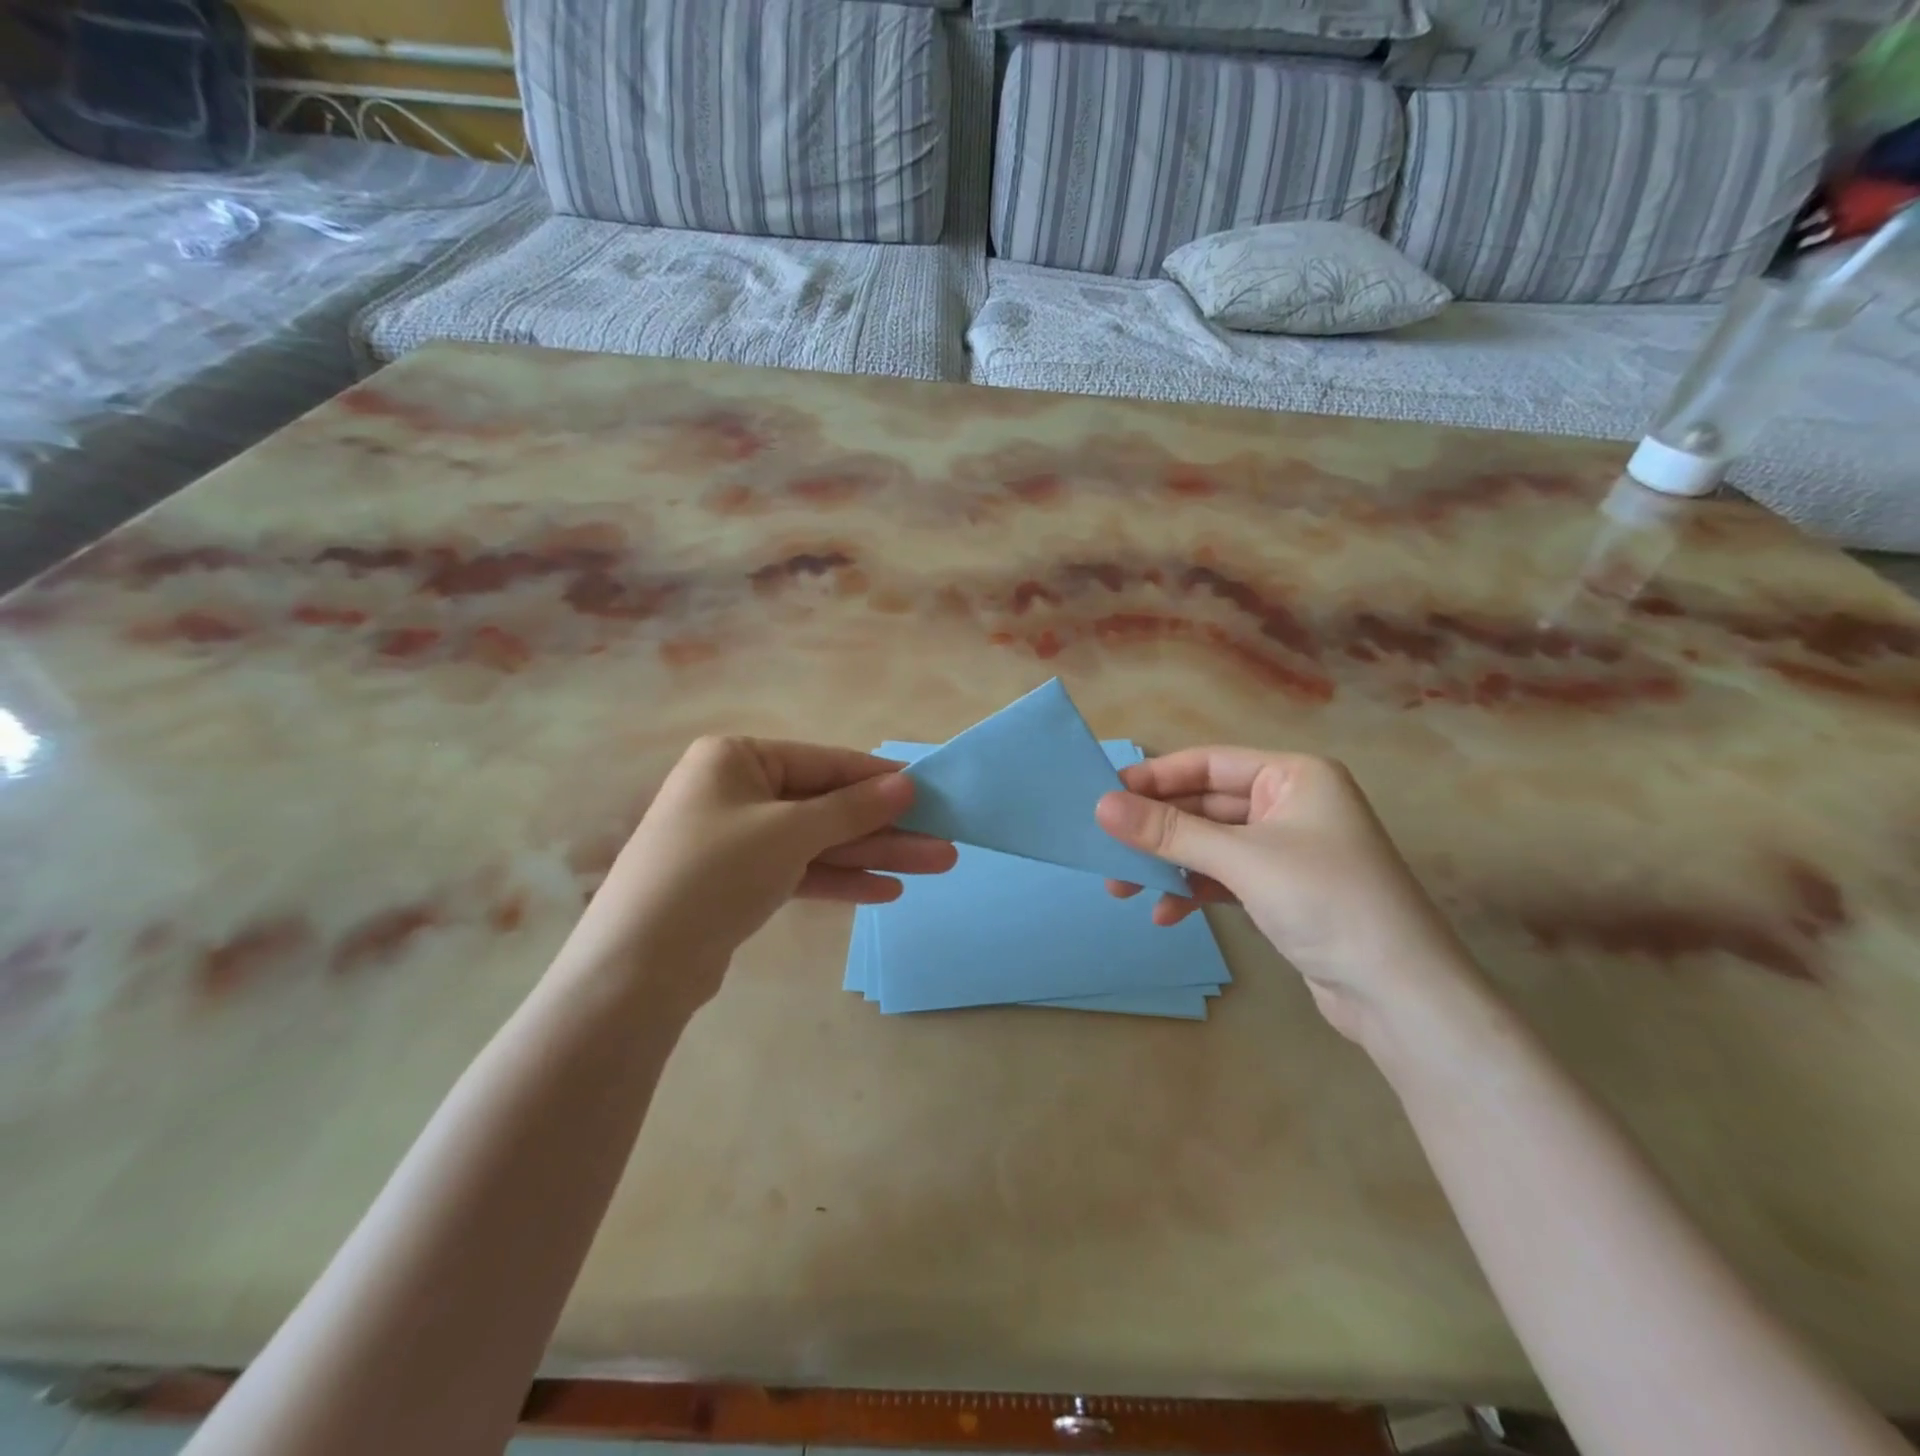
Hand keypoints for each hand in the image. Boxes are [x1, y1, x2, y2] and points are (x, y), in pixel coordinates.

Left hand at [563, 737, 955, 1006]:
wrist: (637, 967)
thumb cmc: (714, 872)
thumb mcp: (789, 832)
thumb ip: (852, 808)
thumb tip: (907, 783)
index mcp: (736, 758)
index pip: (825, 762)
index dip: (880, 778)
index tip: (931, 789)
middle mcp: (736, 791)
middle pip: (826, 805)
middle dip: (886, 826)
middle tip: (944, 839)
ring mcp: (737, 839)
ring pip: (818, 842)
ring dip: (873, 854)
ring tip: (935, 865)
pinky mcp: (740, 883)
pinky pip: (800, 871)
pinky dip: (840, 880)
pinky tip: (886, 890)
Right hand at [1096, 748, 1478, 1045]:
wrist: (1400, 996)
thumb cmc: (1326, 902)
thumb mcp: (1241, 860)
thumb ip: (1169, 832)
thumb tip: (1101, 806)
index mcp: (1294, 776)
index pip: (1208, 764)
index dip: (1154, 778)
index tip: (1103, 795)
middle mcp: (1291, 804)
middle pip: (1205, 805)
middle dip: (1156, 830)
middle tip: (1105, 848)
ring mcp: (1287, 850)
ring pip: (1210, 845)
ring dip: (1168, 865)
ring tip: (1122, 889)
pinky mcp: (1282, 892)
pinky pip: (1224, 878)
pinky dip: (1194, 891)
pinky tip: (1166, 914)